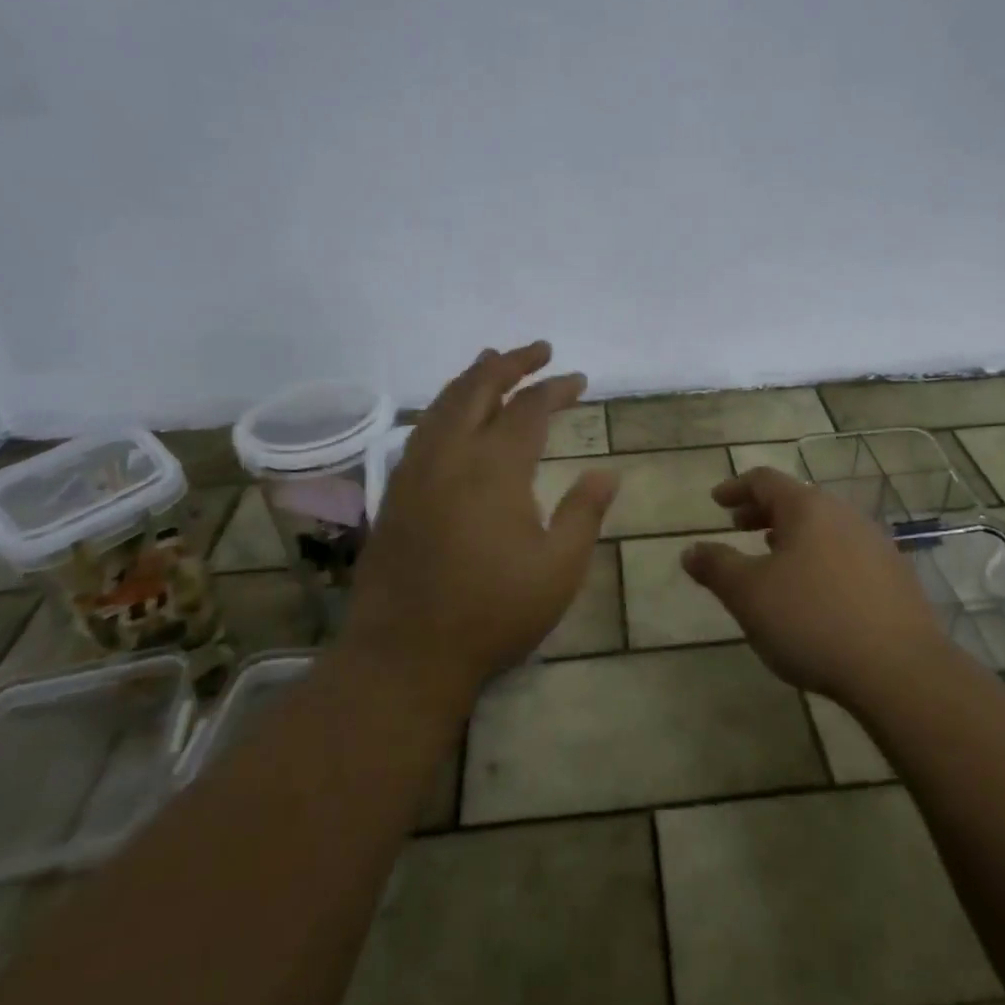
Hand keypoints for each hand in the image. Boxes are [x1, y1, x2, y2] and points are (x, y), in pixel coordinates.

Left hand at [347, 342, 618, 706]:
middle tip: (539, 349)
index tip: (579, 380)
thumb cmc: (492, 614)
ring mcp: (416, 470)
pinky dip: (444, 404)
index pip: (530, 408)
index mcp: (496, 468)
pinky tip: (453, 413)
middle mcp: (452, 455)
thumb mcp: (558, 569)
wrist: (405, 655)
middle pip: (479, 387)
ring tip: (493, 360)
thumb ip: (584, 513)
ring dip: (473, 376)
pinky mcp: (396, 491)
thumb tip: (608, 472)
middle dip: (511, 362)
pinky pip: (422, 427)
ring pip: (443, 402)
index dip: (556, 388)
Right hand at [681, 468, 954, 709]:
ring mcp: (875, 544)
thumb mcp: (749, 595)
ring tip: (773, 556)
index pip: (765, 480)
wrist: (900, 670)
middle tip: (738, 526)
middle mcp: (844, 514)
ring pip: (824, 527)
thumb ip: (716, 567)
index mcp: (807, 508)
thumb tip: (691, 550)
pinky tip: (815, 590)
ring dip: (793, 536)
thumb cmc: (812, 621)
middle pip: (797, 501)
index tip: (716, 501)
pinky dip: (819, 557)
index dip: (736, 488)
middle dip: (763, 512)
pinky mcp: (895, 576)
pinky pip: (846, 553)